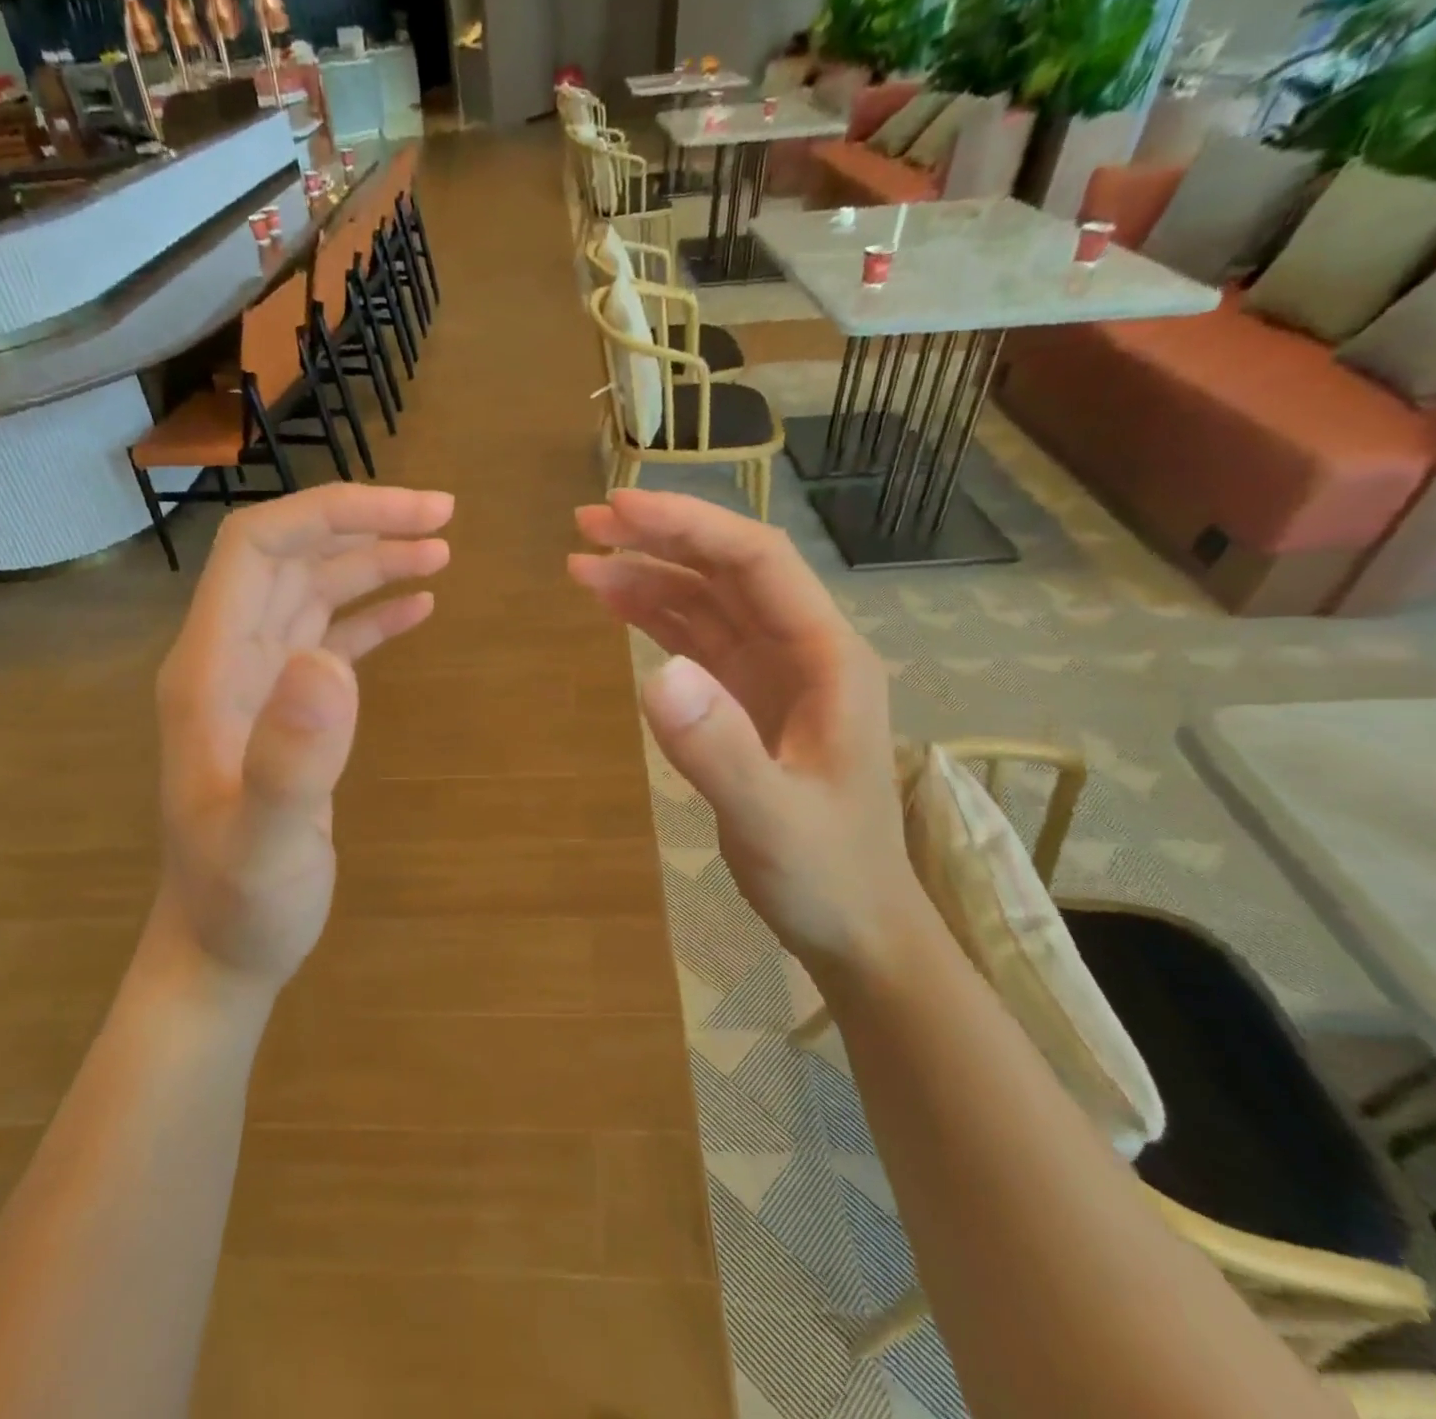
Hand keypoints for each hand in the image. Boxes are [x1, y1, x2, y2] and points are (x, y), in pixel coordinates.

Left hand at [150, 483, 452, 992]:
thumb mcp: (267, 844)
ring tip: (441, 552)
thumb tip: (330, 662)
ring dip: (372, 563)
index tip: (415, 513)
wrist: (221, 950)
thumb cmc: (242, 904)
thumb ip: (290, 760)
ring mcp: (257, 686)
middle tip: (445, 518)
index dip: (333, 514)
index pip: (258, 549)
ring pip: (312, 593)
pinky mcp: (286, 712)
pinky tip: (417, 609)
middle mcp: (228, 662)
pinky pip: (328, 639)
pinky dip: (371, 615)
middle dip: (364, 525)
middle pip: (290, 558)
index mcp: (210, 671)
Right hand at [569, 489, 907, 965]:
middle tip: (586, 523)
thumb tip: (656, 674)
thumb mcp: (772, 820)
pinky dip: (653, 619)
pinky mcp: (744, 702)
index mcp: (827, 658)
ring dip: (647, 577)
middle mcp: (802, 651)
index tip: (620, 510)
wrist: (854, 926)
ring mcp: (772, 676)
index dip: (689, 526)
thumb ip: (719, 749)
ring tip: (581, 564)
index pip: (756, 562)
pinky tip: (614, 607)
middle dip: (659, 539)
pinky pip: (695, 643)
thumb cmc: (827, 874)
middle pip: (727, 571)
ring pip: (706, 603)